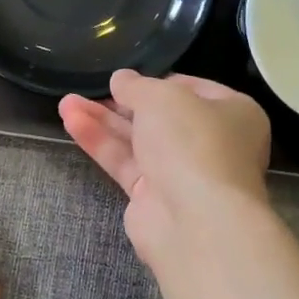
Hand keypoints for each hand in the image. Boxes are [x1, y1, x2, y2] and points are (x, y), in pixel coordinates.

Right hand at [59, 70, 271, 268]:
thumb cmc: (192, 142)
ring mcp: (182, 173)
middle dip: (121, 103)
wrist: (195, 220)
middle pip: (159, 117)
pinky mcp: (153, 197)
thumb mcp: (162, 97)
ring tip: (65, 103)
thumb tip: (121, 79)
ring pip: (137, 140)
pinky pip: (124, 163)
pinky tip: (71, 122)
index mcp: (233, 113)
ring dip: (102, 121)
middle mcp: (211, 143)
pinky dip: (100, 143)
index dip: (157, 81)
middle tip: (89, 89)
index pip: (192, 89)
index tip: (127, 78)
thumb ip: (136, 85)